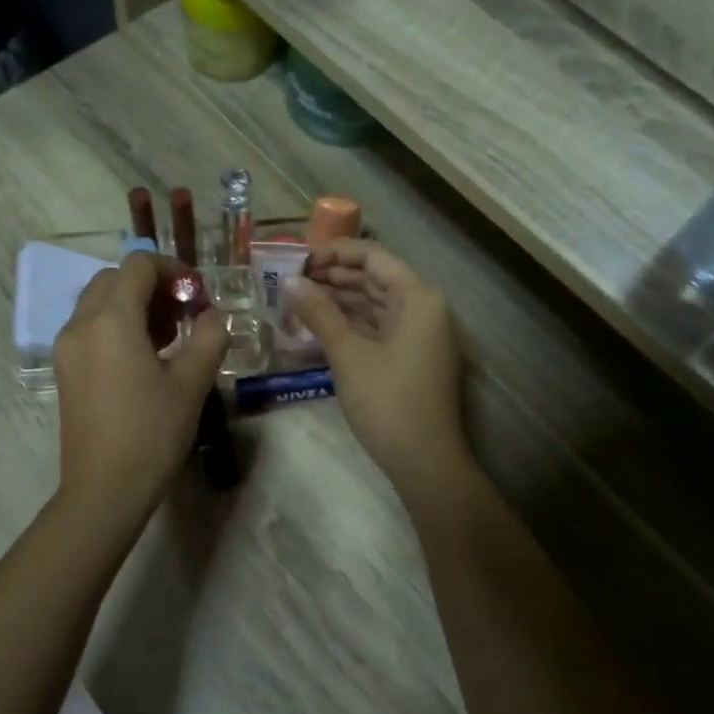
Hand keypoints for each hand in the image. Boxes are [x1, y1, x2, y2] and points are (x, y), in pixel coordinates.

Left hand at [52, 252, 229, 519]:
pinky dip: (117, 326)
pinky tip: (144, 357)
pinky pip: (90, 329)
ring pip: (99, 304)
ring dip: (133, 305)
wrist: (104, 490)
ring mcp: (67, 348)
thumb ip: (209, 338)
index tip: (198, 294)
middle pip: (114, 279)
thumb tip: (214, 316)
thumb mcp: (191, 383)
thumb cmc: (151, 432)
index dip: (173, 269)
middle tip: (184, 313)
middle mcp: (81, 324)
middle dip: (152, 285)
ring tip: (169, 336)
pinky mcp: (66, 370)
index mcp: (111, 319)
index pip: (138, 265)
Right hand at [291, 240, 469, 498]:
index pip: (372, 257)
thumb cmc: (388, 401)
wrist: (425, 461)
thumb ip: (319, 313)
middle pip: (374, 278)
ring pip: (374, 303)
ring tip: (296, 298)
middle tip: (289, 279)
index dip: (333, 253)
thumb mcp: (349, 354)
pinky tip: (318, 324)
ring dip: (338, 299)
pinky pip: (377, 326)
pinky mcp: (410, 356)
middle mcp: (423, 307)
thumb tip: (289, 281)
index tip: (296, 259)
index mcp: (417, 297)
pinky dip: (349, 322)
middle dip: (332, 275)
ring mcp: (418, 333)